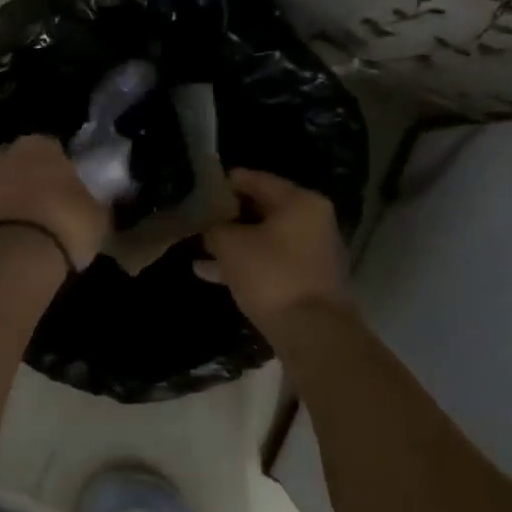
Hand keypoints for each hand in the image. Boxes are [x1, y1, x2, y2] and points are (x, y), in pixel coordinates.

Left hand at [0, 135, 109, 271]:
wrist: (16, 257)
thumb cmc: (66, 222)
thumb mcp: (98, 214)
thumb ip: (93, 201)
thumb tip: (94, 204)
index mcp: (41, 144)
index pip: (55, 148)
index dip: (64, 167)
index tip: (73, 187)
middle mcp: (8, 154)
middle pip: (25, 163)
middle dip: (36, 178)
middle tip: (54, 202)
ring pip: (8, 186)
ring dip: (18, 199)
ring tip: (38, 223)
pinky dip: (6, 219)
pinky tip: (21, 236)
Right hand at [197, 169, 349, 330]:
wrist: (312, 332)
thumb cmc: (271, 276)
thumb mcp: (231, 246)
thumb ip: (215, 229)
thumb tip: (211, 229)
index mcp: (300, 202)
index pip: (257, 180)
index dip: (227, 181)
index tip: (203, 184)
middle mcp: (312, 222)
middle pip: (263, 209)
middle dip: (229, 214)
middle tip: (199, 215)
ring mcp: (312, 252)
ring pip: (265, 238)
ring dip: (234, 242)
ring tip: (199, 246)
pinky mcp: (307, 281)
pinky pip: (270, 262)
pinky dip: (245, 263)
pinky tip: (211, 272)